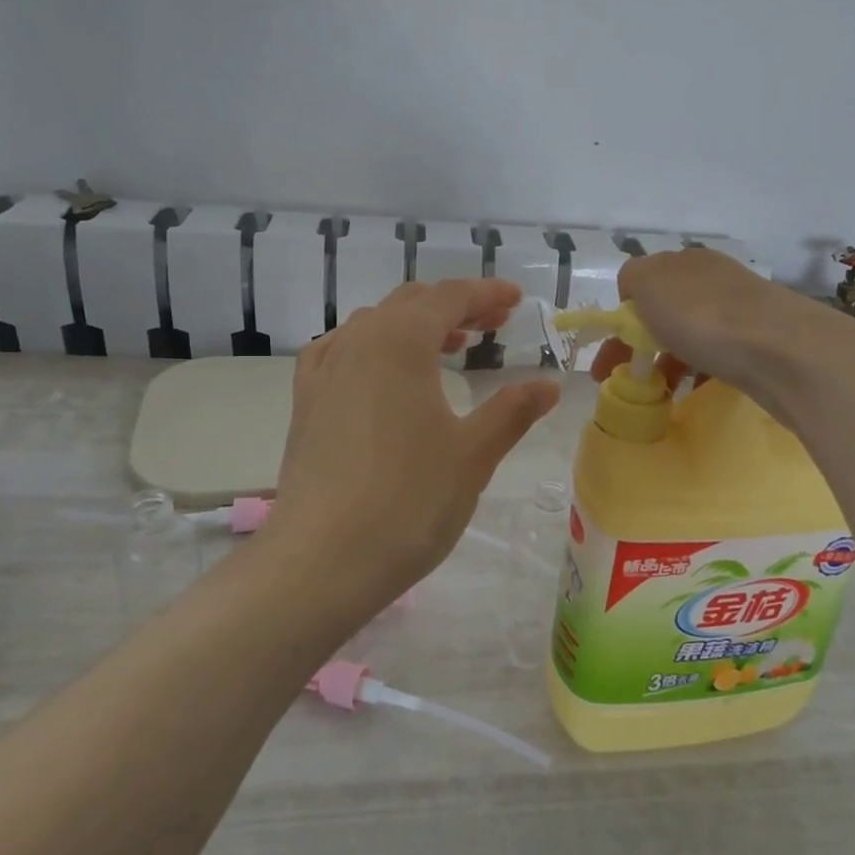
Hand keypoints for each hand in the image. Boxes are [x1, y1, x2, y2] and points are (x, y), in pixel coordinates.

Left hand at [267, 279, 561, 620]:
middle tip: (494, 323)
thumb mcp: (474, 453)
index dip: (486, 294)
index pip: (449, 297)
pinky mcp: (306, 404)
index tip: (517, 301)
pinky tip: (383, 373)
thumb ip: (512, 410)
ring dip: (416, 326)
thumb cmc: (409, 500)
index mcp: (399, 341)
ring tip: (450, 346)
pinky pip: (343, 353)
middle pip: (411, 304)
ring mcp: (324, 372)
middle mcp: (356, 342)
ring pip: (375, 326)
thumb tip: (548, 385)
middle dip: (455, 307)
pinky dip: (375, 349)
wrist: (322, 560)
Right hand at [589, 247, 816, 403]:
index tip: (611, 356)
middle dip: (641, 344)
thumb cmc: (703, 316)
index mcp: (685, 261)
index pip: (641, 284)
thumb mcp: (648, 283)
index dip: (621, 319)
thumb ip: (632, 279)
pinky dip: (697, 371)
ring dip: (668, 360)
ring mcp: (740, 310)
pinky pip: (716, 354)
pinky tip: (692, 390)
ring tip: (658, 392)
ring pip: (690, 334)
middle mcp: (713, 279)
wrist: (782, 351)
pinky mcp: (760, 342)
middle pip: (665, 310)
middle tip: (627, 381)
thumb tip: (636, 292)